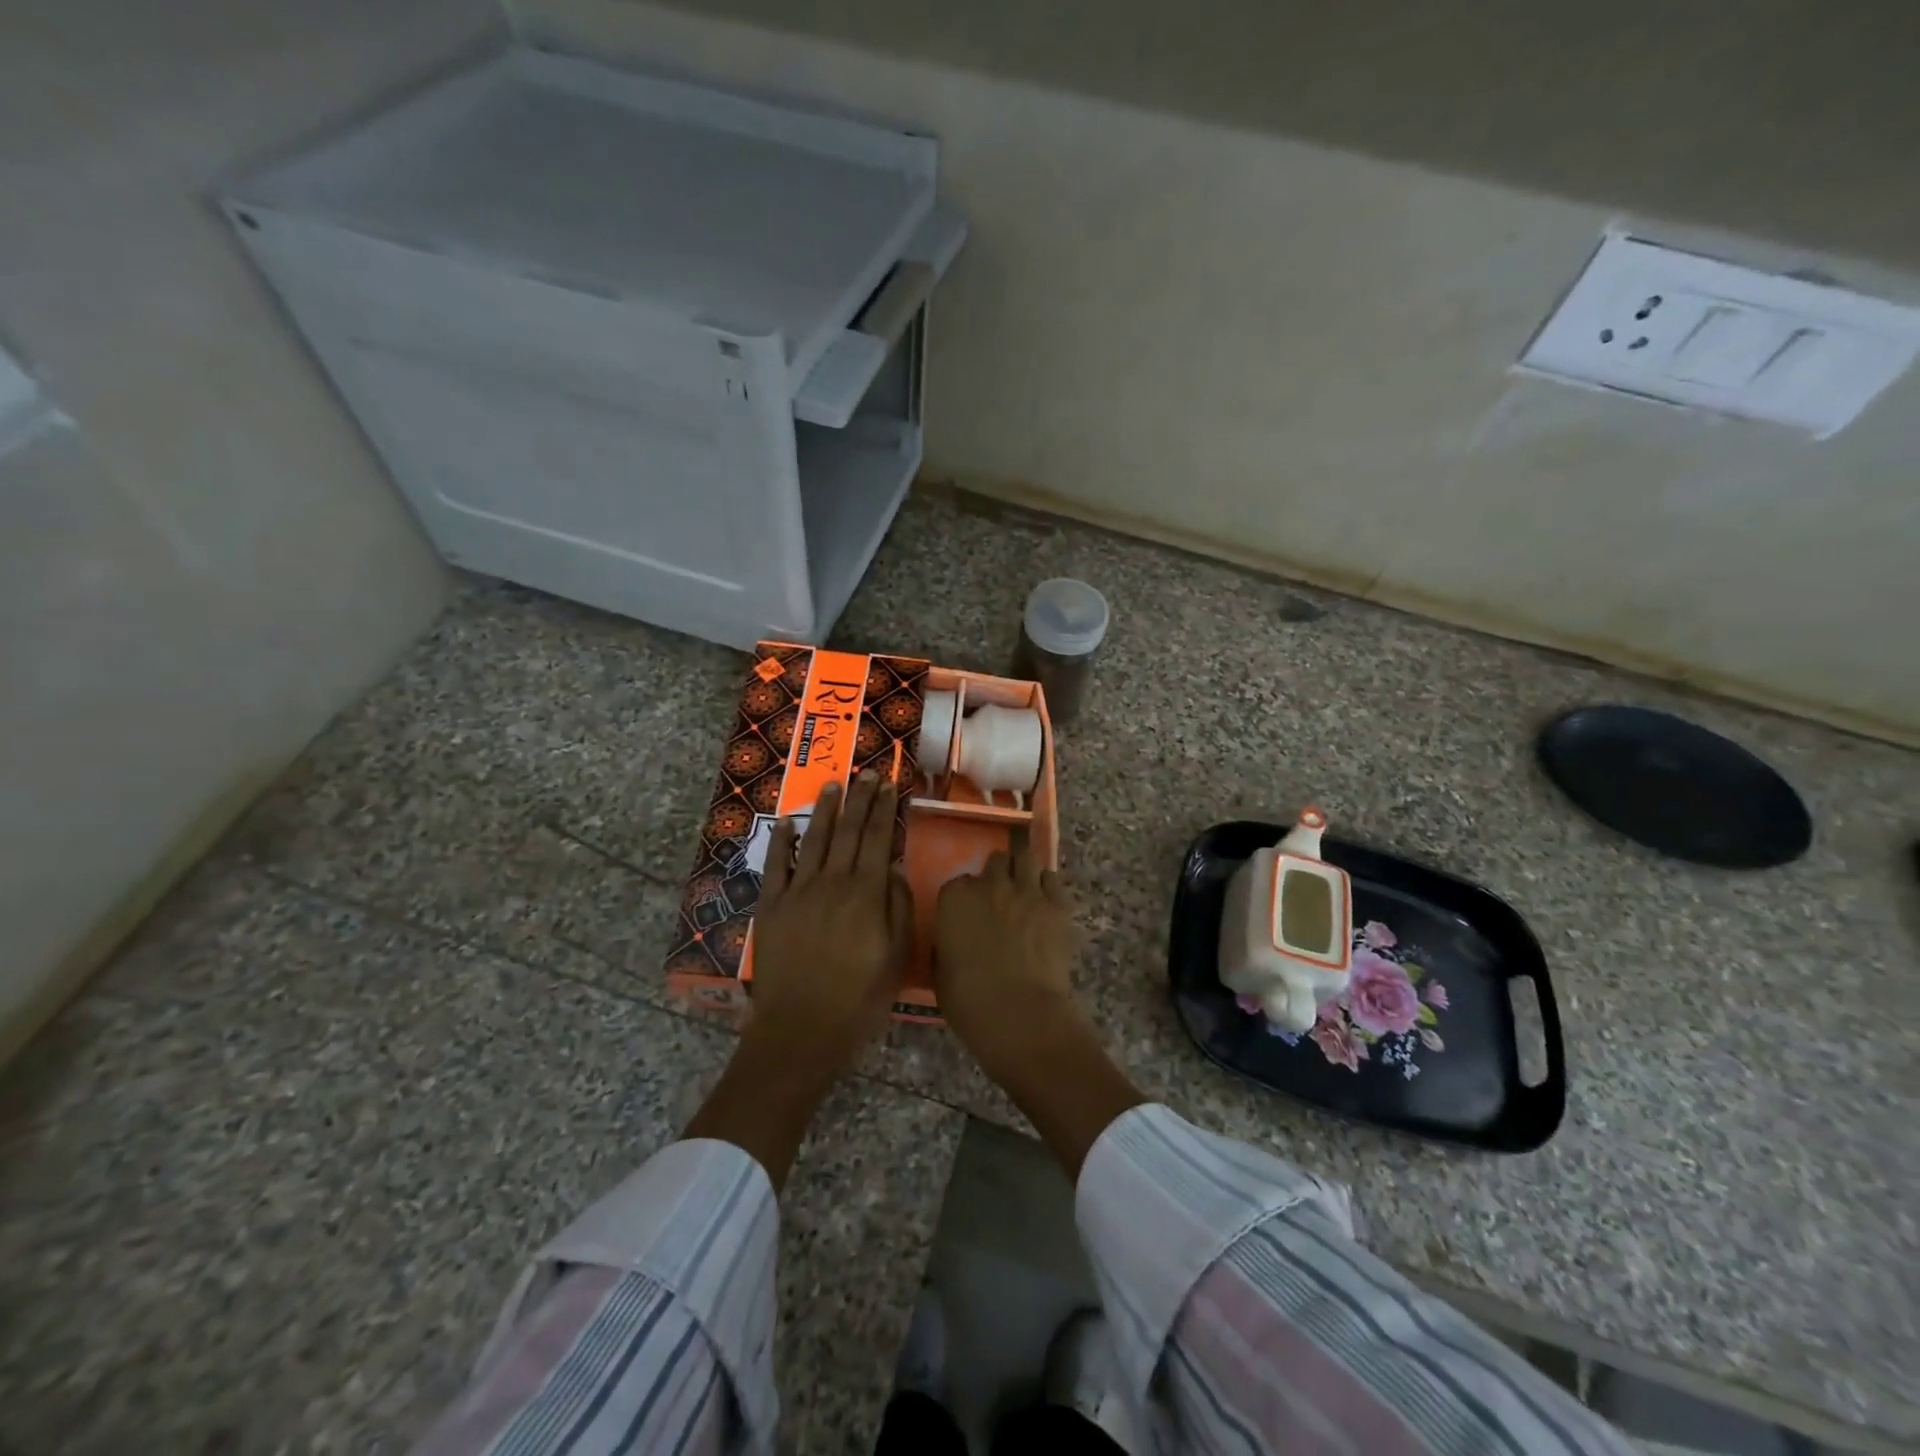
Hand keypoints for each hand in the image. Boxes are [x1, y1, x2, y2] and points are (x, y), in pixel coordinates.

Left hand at [746, 771, 911, 1079]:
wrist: (802, 1029)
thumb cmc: (859, 998)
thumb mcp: (896, 956)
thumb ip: (897, 906)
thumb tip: (893, 867)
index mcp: (866, 893)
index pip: (877, 839)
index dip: (884, 809)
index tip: (889, 784)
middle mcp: (832, 882)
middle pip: (848, 831)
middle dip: (859, 799)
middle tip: (866, 774)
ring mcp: (798, 892)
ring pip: (814, 840)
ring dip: (825, 810)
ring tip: (834, 786)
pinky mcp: (771, 907)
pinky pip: (776, 865)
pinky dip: (782, 841)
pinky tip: (787, 823)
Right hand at [934, 843, 1143, 1178]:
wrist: (1021, 1016)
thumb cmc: (970, 1003)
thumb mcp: (941, 973)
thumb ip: (947, 944)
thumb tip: (955, 940)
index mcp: (955, 899)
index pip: (959, 882)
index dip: (967, 897)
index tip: (971, 913)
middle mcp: (990, 885)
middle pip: (996, 861)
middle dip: (998, 875)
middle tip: (1001, 896)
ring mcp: (1027, 891)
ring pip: (1026, 858)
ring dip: (1024, 871)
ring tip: (1026, 889)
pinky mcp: (1058, 904)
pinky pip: (1054, 879)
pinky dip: (1049, 886)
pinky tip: (1047, 902)